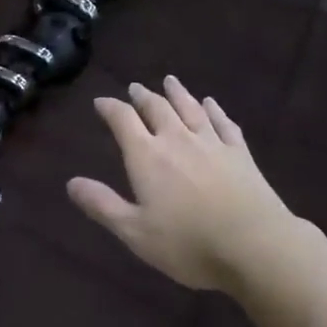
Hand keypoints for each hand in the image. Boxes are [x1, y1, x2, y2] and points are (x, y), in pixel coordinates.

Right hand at [67, 77, 326, 293]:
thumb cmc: (188, 243)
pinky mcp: (240, 154)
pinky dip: (215, 110)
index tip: (101, 102)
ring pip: (191, 108)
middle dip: (143, 96)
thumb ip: (102, 205)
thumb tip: (71, 183)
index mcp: (147, 156)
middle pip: (157, 108)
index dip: (110, 108)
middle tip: (135, 87)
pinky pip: (224, 123)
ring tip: (170, 81)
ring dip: (177, 93)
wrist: (255, 245)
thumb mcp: (135, 232)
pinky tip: (212, 104)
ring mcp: (212, 143)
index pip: (123, 120)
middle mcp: (177, 139)